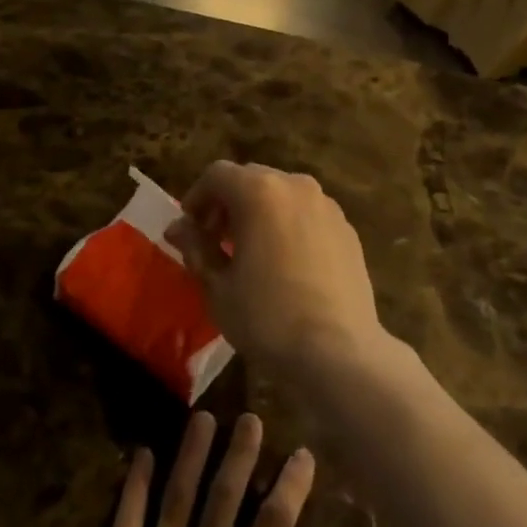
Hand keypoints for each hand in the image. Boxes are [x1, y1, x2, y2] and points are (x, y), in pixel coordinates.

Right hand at [164, 163, 384, 372]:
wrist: (338, 351)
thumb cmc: (267, 317)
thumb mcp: (218, 286)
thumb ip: (196, 247)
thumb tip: (178, 228)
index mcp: (259, 192)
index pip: (217, 175)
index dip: (196, 197)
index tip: (189, 229)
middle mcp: (296, 186)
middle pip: (251, 179)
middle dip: (228, 203)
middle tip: (214, 240)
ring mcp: (327, 206)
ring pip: (282, 194)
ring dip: (259, 212)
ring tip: (250, 251)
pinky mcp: (348, 229)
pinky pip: (308, 214)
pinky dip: (288, 224)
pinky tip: (285, 262)